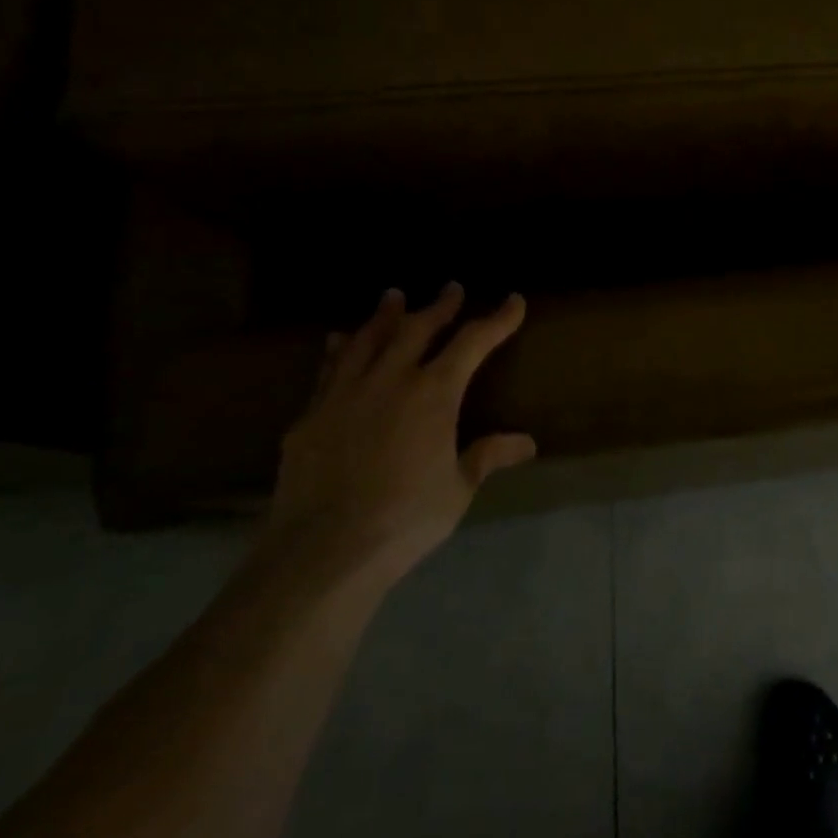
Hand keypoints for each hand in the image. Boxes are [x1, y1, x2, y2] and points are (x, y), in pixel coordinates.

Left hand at [266, 285, 535, 583]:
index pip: (473, 343)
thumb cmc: (406, 519)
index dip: (496, 320)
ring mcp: (344, 393)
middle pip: (417, 329)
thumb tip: (527, 443)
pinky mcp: (310, 416)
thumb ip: (487, 456)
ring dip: (384, 315)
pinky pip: (329, 369)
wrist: (324, 549)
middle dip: (438, 307)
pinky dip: (339, 349)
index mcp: (433, 394)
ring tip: (392, 296)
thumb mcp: (458, 488)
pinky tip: (337, 340)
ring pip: (366, 340)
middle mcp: (389, 380)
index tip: (513, 301)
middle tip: (450, 288)